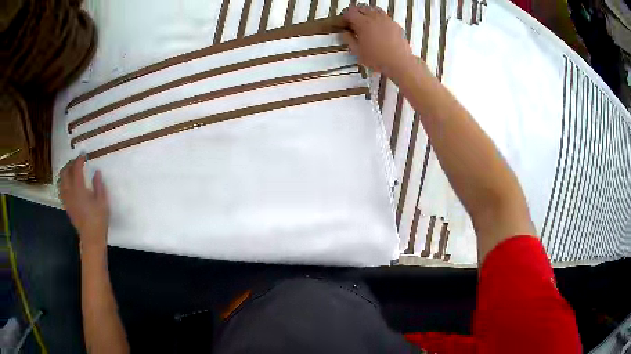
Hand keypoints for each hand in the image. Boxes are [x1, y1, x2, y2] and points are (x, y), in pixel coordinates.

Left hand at [59, 156, 109, 249]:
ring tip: (71, 171)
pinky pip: (61, 190)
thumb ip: (98, 185)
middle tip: (76, 162)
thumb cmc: (99, 219)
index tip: (84, 156)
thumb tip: (96, 172)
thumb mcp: (103, 201)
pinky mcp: (66, 205)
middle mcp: (70, 192)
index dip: (79, 160)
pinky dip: (64, 183)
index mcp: (79, 189)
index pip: (76, 169)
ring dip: (65, 173)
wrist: (91, 237)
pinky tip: (69, 184)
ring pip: (61, 181)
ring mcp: (67, 199)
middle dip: (70, 164)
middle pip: (65, 173)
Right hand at [342, 4, 415, 79]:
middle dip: (355, 12)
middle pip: (362, 8)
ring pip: (374, 9)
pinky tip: (377, 26)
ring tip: (365, 20)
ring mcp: (387, 20)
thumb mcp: (358, 51)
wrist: (399, 63)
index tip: (344, 21)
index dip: (345, 16)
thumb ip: (349, 39)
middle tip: (352, 19)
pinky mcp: (395, 25)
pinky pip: (385, 16)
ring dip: (367, 13)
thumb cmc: (380, 59)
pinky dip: (378, 18)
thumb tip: (346, 34)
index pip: (350, 13)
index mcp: (364, 23)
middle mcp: (376, 18)